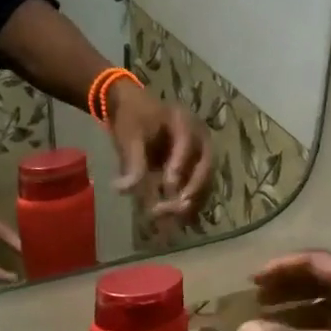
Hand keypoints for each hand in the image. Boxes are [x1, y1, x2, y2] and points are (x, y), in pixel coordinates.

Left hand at [108, 83, 210, 224]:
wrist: (133, 110)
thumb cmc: (132, 118)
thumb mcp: (129, 135)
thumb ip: (132, 161)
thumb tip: (125, 190)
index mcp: (185, 122)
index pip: (188, 143)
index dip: (180, 166)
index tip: (167, 186)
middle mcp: (200, 140)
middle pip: (205, 168)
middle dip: (190, 190)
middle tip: (172, 208)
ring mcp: (200, 158)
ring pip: (204, 184)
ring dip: (189, 204)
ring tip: (169, 219)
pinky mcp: (195, 173)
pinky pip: (196, 193)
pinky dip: (185, 207)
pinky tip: (171, 220)